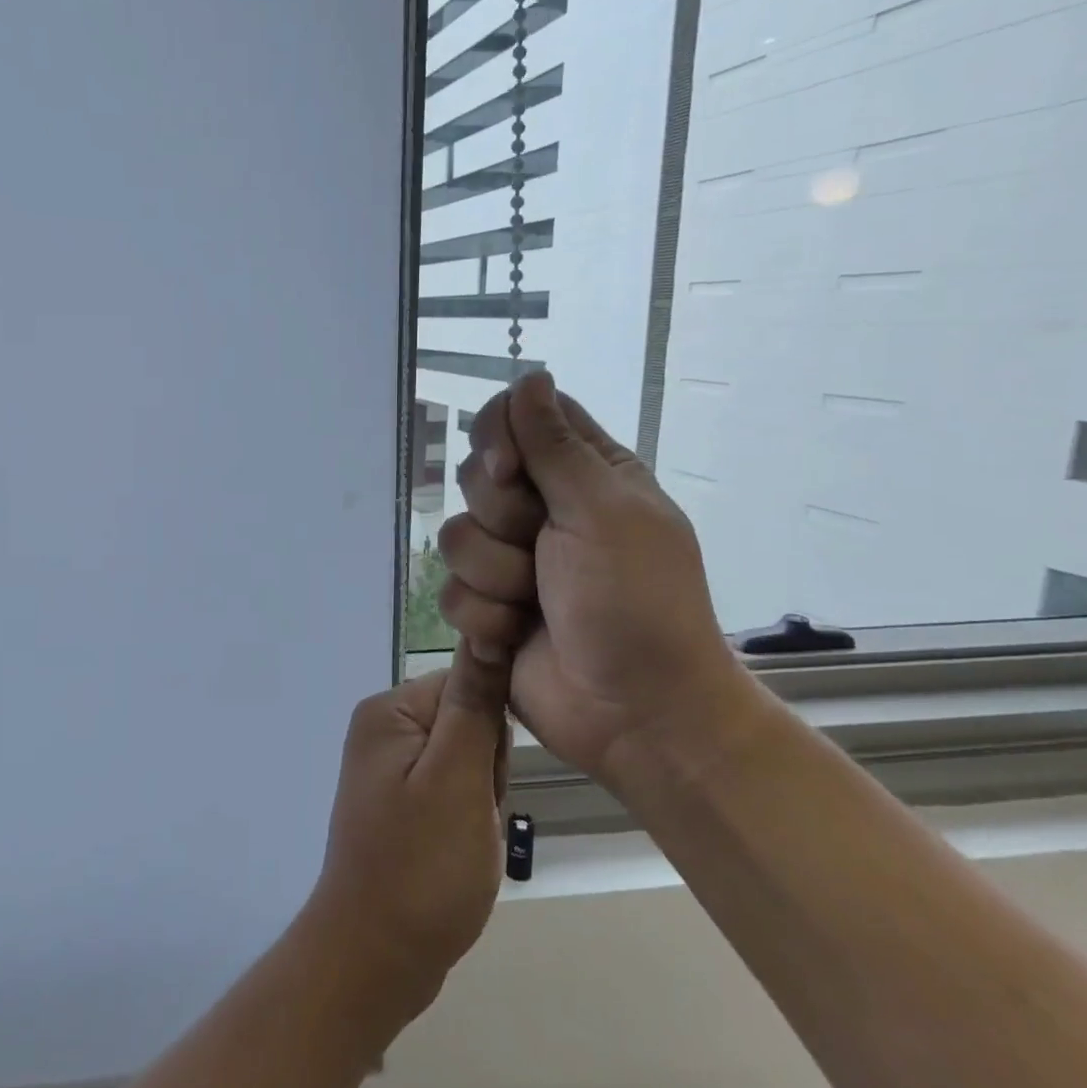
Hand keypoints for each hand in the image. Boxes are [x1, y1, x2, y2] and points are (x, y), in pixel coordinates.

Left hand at [305, 648, 511, 1019]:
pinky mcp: (399, 801)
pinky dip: (466, 818)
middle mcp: (383, 729)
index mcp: (389, 711)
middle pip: (468, 722)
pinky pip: (452, 790)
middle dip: (486, 770)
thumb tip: (486, 626)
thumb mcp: (458, 779)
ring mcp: (389, 768)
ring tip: (464, 839)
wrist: (376, 957)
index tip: (483, 782)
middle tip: (471, 817)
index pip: (468, 686)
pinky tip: (457, 849)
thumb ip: (474, 703)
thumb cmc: (421, 866)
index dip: (492, 736)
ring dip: (481, 798)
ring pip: (467, 760)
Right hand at [437, 372, 755, 782]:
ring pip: (455, 537)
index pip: (516, 419)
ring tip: (534, 603)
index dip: (499, 440)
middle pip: (476, 476)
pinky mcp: (488, 607)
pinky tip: (516, 635)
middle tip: (540, 546)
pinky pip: (451, 592)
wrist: (635, 711)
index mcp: (584, 474)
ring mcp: (512, 561)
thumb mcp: (603, 512)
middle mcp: (544, 510)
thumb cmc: (635, 601)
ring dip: (495, 576)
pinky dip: (485, 617)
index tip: (512, 472)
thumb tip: (531, 375)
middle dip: (501, 518)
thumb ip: (555, 445)